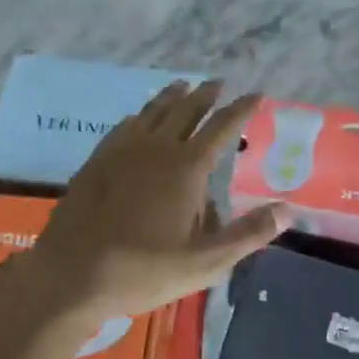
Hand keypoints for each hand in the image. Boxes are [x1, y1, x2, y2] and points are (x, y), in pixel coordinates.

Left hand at [23, 81, 285, 324]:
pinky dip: (139, 117)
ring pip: (152, 112)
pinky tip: (136, 119)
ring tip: (182, 86)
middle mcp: (157, 148)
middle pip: (186, 110)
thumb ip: (249, 233)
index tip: (256, 94)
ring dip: (171, 97)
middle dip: (205, 95)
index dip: (241, 109)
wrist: (71, 275)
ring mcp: (122, 151)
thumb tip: (287, 211)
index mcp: (187, 167)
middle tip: (218, 83)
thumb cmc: (144, 270)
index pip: (222, 127)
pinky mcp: (96, 162)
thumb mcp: (206, 262)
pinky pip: (123, 127)